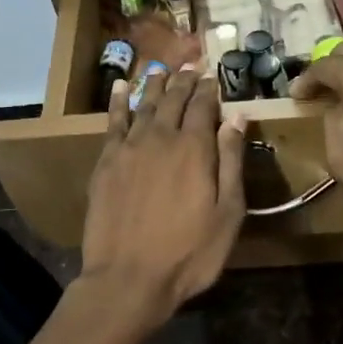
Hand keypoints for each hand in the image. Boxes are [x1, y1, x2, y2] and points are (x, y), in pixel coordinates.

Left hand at [82, 66, 246, 322]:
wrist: (129, 278)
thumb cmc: (189, 253)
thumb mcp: (227, 213)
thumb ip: (231, 161)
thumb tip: (236, 117)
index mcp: (195, 149)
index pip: (203, 106)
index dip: (209, 89)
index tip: (212, 76)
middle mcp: (161, 138)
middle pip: (173, 100)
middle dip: (184, 81)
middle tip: (190, 65)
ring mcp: (129, 148)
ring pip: (144, 105)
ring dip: (155, 84)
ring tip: (161, 68)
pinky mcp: (106, 163)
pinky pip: (113, 122)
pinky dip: (118, 101)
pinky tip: (121, 86)